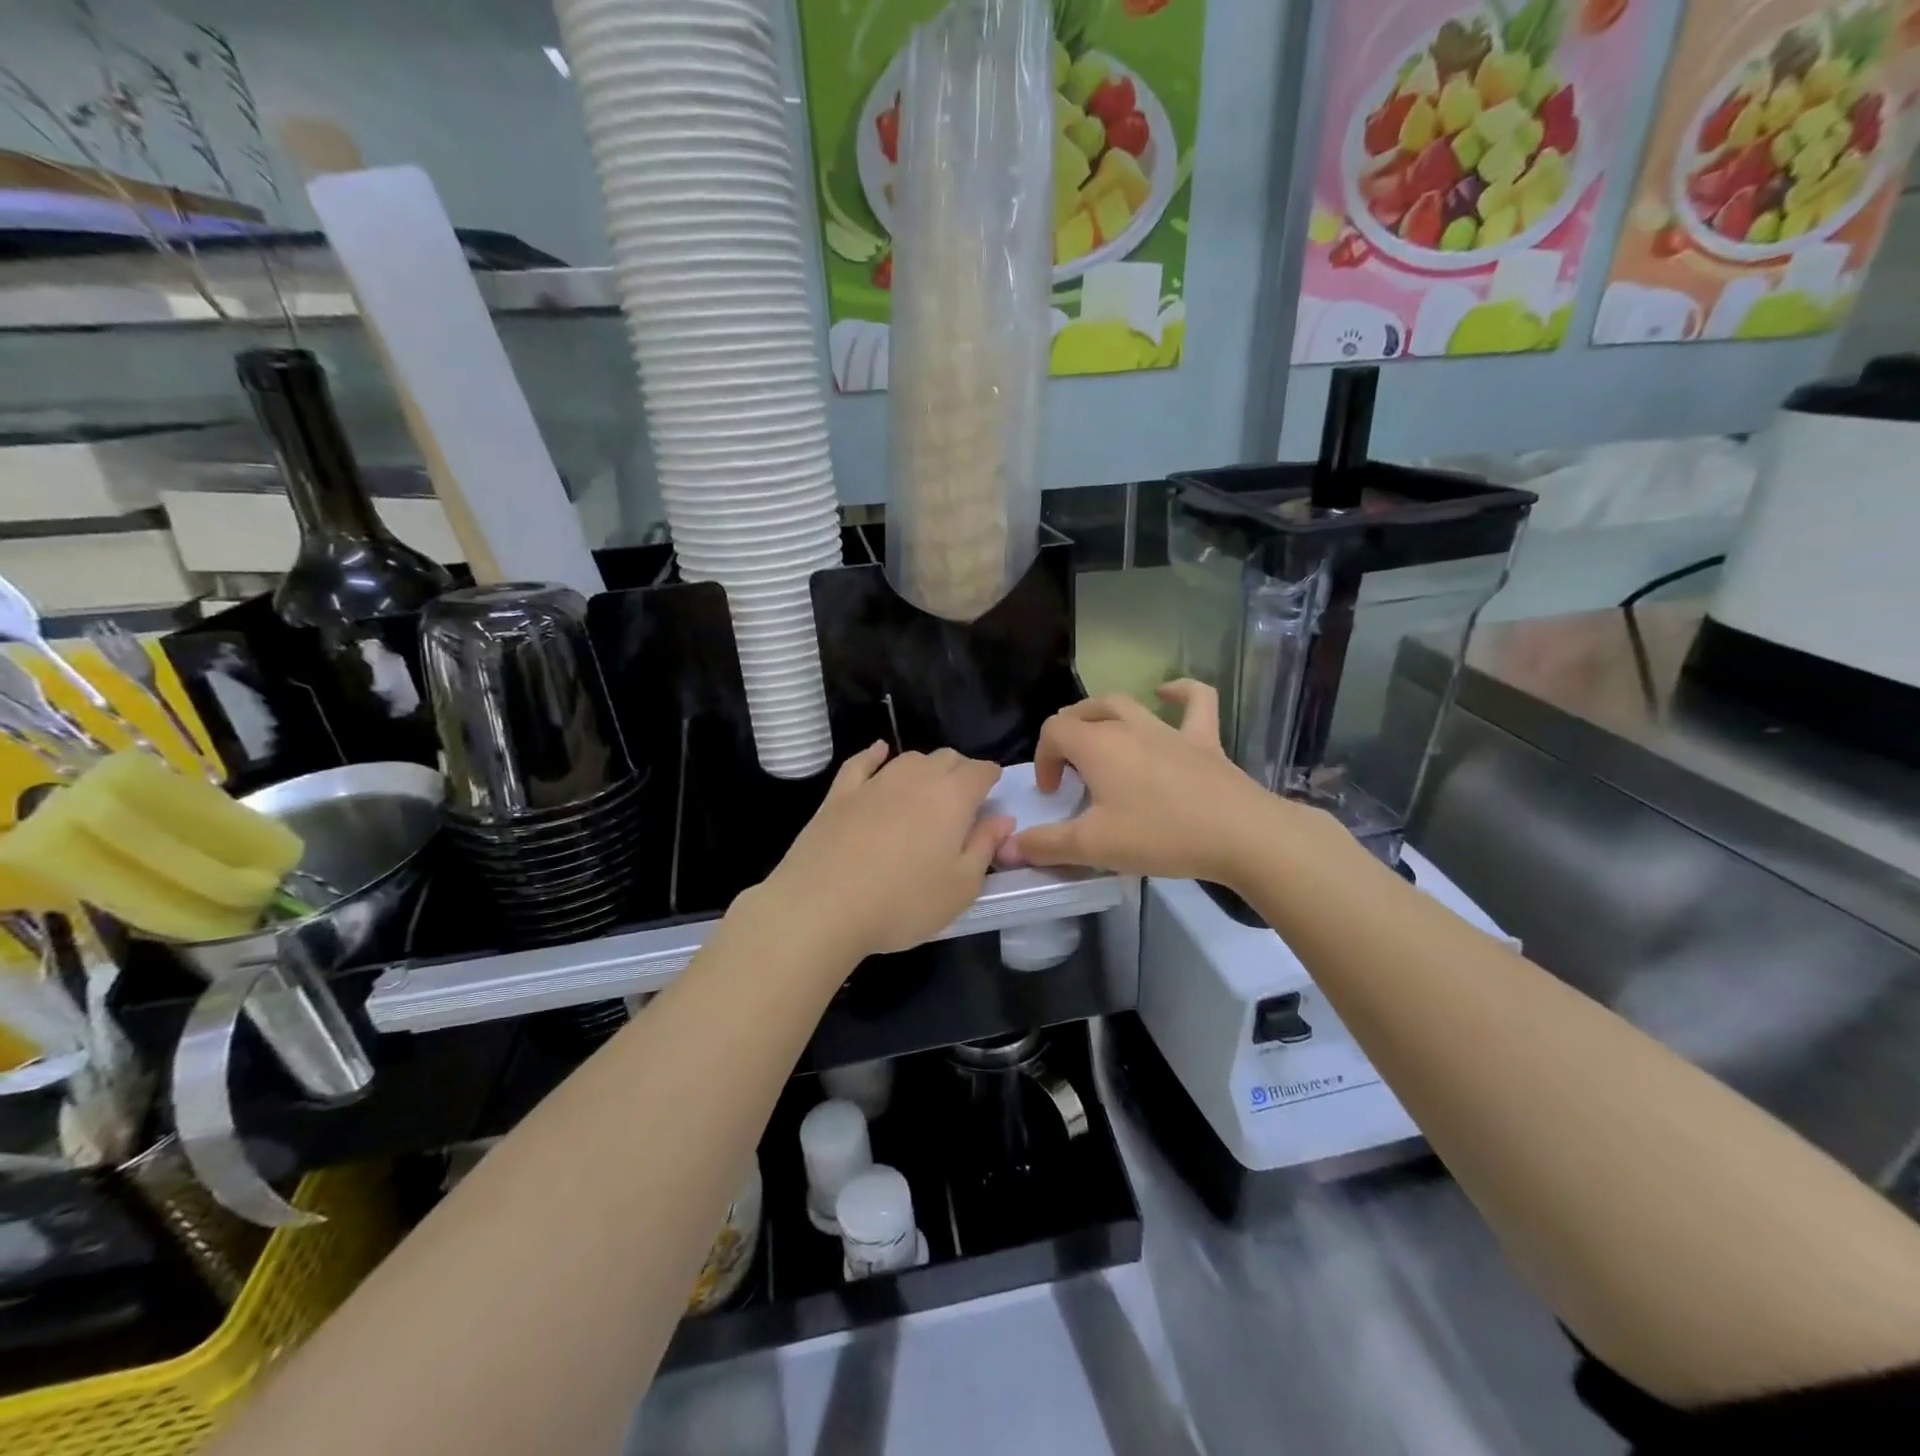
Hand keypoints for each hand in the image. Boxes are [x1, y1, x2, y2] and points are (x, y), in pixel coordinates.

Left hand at [748, 743, 1013, 962]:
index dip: (990, 778)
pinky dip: (875, 755)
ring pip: (909, 759)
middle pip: (946, 758)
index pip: (980, 771)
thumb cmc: (903, 902)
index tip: (993, 792)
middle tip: (963, 799)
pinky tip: (879, 752)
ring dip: (925, 767)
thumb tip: (1002, 819)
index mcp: (953, 797)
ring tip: (928, 788)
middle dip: (960, 771)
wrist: (822, 906)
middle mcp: (916, 778)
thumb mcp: (961, 887)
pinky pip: (862, 762)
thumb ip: (984, 847)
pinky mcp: (839, 794)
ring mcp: (874, 782)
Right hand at [1000, 682, 1328, 885]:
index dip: (1044, 758)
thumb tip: (1007, 847)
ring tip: (1098, 736)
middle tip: (1069, 771)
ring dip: (1104, 714)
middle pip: (1084, 711)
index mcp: (1098, 746)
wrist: (1241, 835)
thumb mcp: (1094, 846)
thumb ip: (1046, 845)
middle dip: (1067, 735)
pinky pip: (1195, 701)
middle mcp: (1129, 727)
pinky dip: (1179, 692)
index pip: (1054, 731)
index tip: (1054, 794)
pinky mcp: (1204, 740)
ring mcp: (1170, 729)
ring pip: (1127, 703)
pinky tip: (1167, 693)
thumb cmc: (1160, 835)